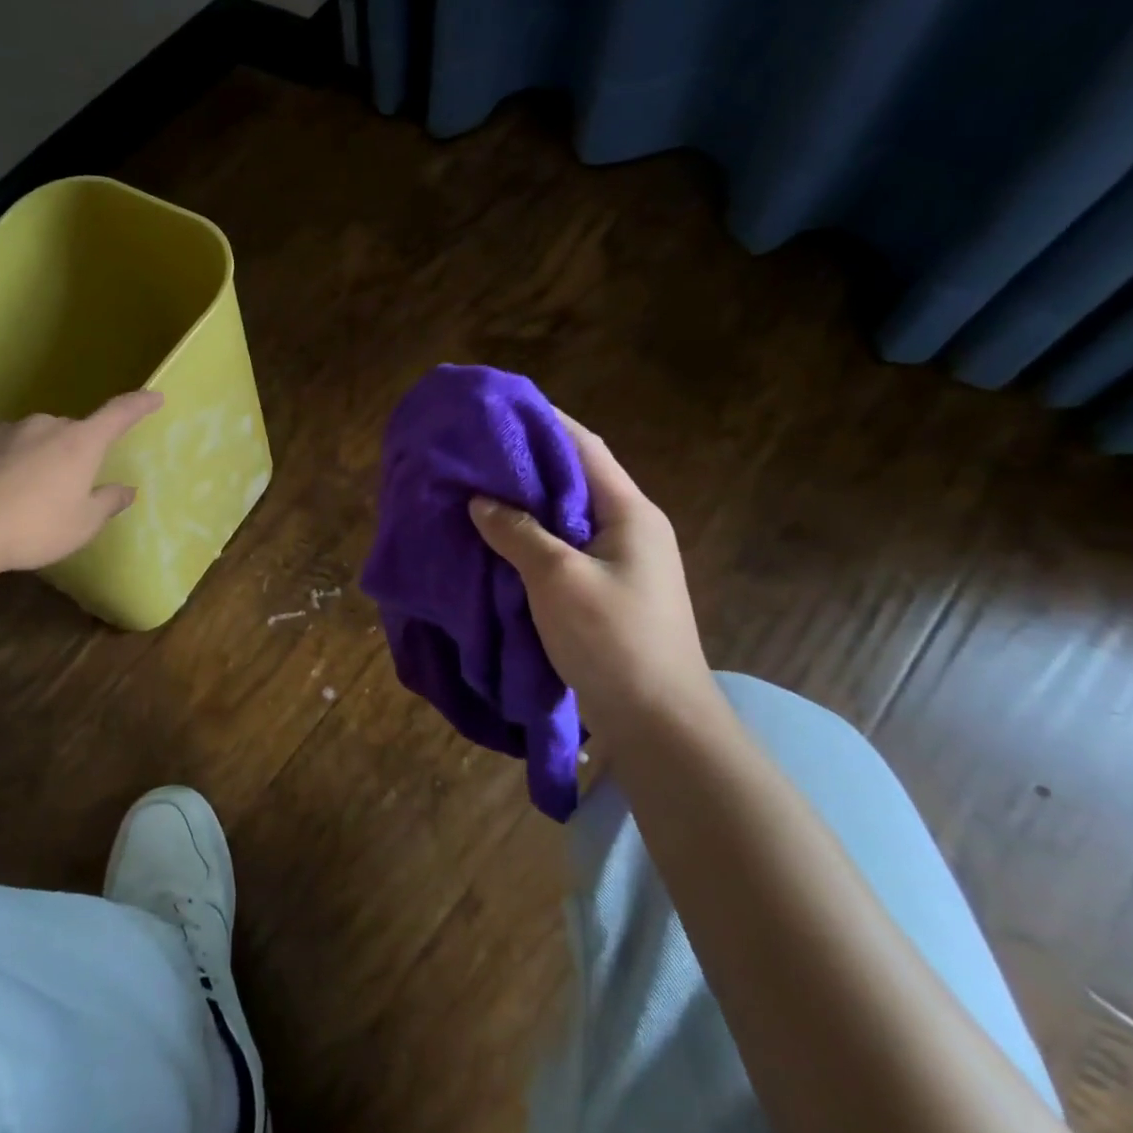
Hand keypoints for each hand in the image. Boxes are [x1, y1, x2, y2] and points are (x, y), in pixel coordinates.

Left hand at [0, 390, 163, 572]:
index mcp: (80, 443)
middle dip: (75, 453)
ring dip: (38, 459)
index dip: (139, 404)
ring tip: (25, 497)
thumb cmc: (34, 527)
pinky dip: (5, 464)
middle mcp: (45, 426)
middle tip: (68, 489)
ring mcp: (6, 429)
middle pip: (71, 433)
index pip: (118, 414)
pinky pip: (0, 448)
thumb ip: (107, 503)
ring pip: (33, 439)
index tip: (155, 396)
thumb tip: (126, 489)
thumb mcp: (82, 524)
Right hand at [468, 413, 715, 734]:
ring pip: (563, 516)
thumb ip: (518, 532)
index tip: (497, 408)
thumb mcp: (558, 580)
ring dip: (523, 502)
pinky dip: (528, 537)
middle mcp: (628, 529)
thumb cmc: (613, 641)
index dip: (543, 421)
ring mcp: (618, 562)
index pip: (584, 447)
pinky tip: (494, 539)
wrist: (657, 724)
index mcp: (630, 513)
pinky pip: (560, 548)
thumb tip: (481, 501)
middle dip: (525, 461)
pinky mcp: (603, 591)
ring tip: (474, 489)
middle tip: (474, 451)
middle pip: (573, 479)